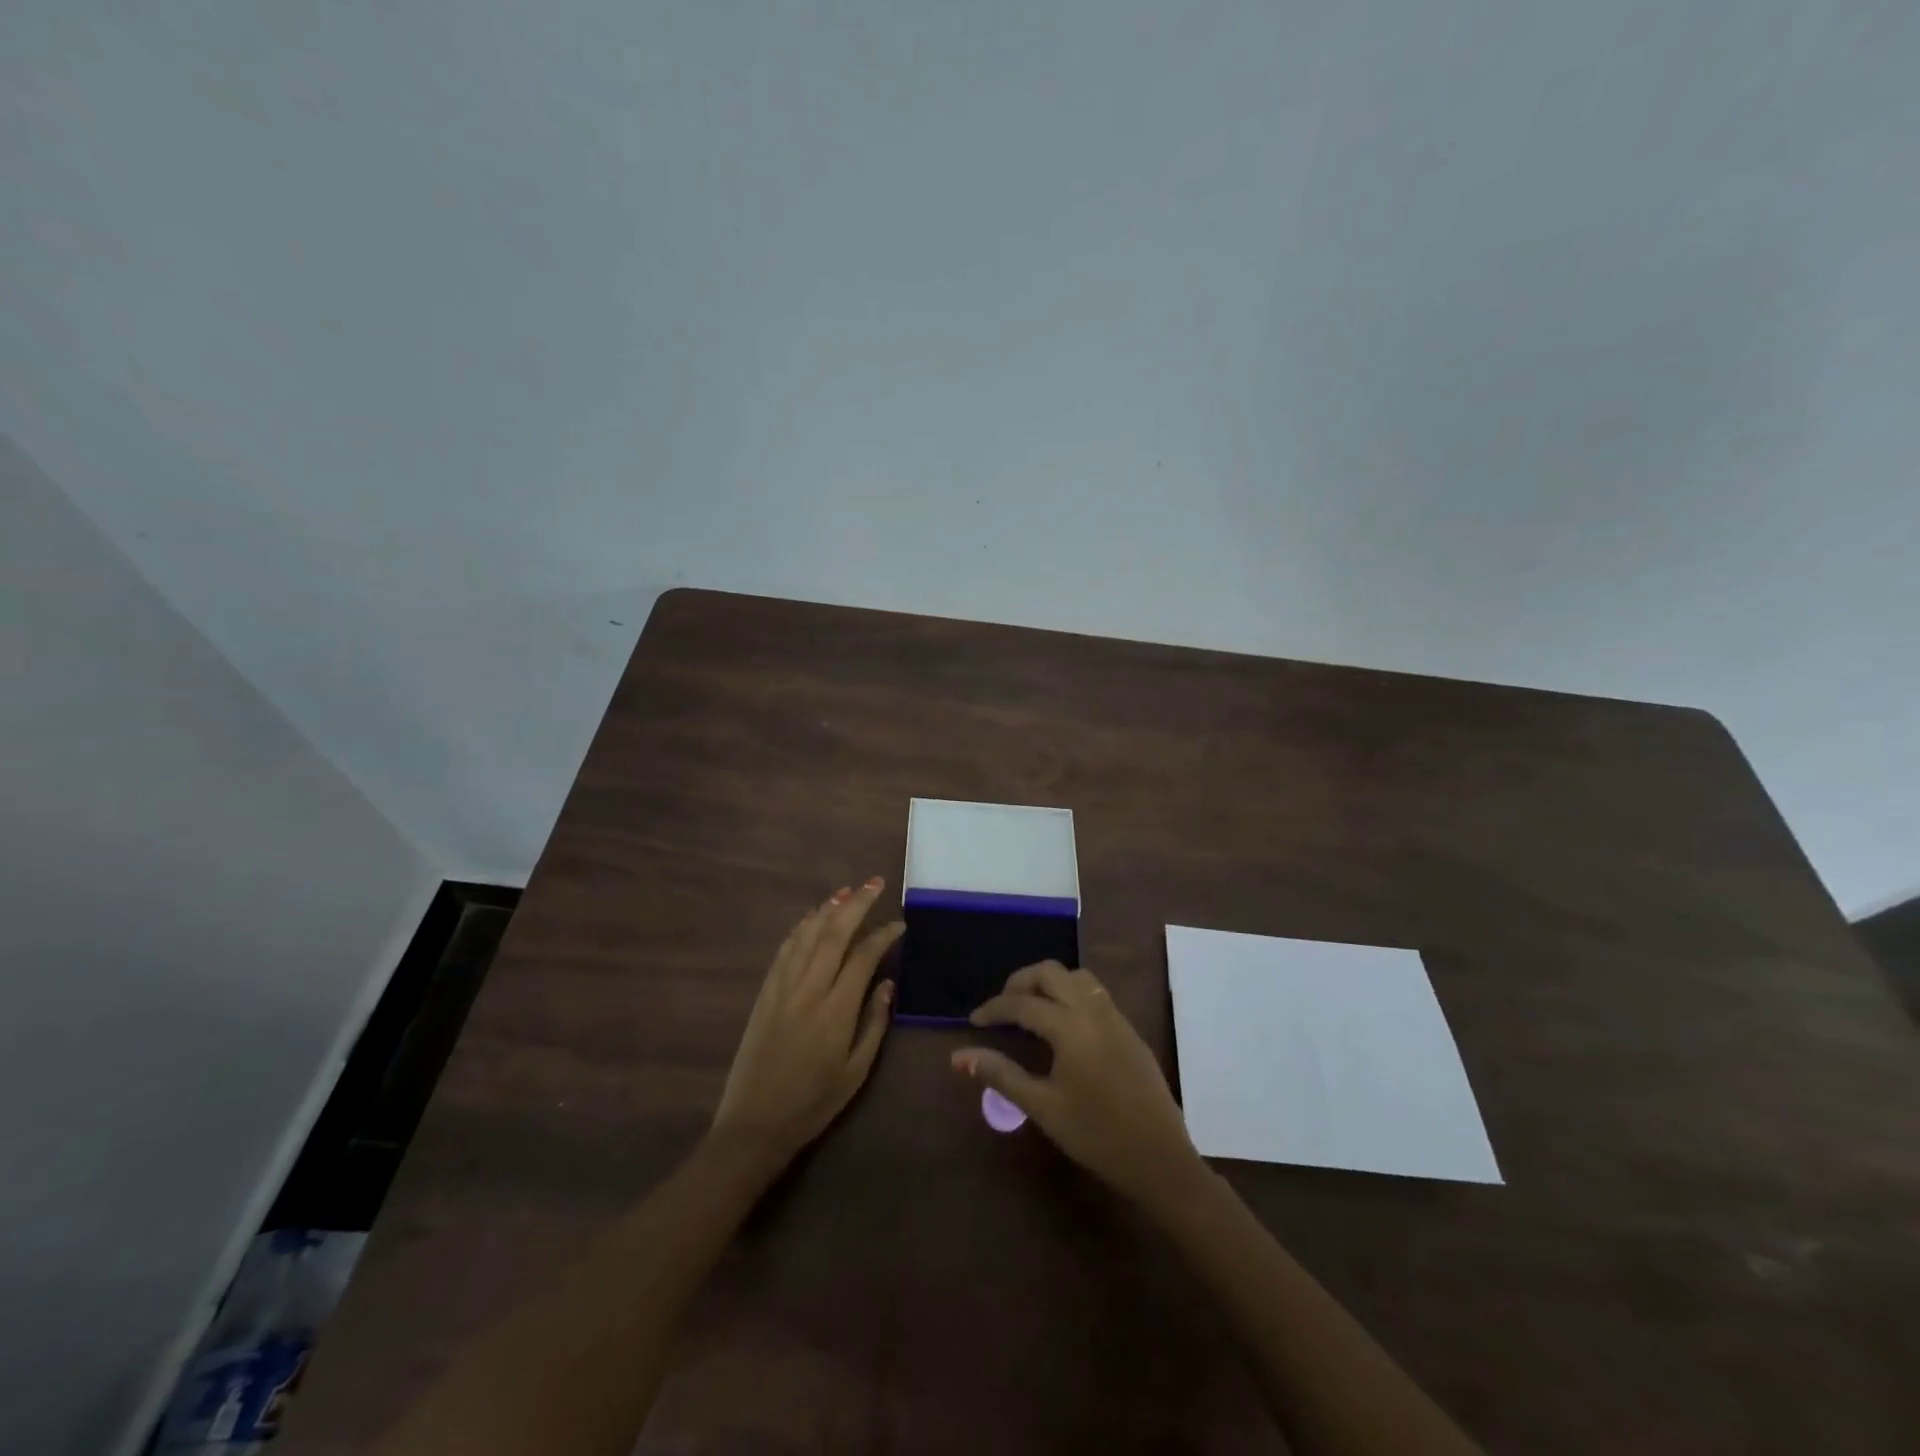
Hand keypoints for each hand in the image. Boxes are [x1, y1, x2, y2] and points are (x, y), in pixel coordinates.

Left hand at [711, 879, 903, 1165]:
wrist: (755, 1123)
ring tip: (847, 891)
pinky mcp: (765, 993)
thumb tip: (886, 983)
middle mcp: (809, 988)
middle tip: (875, 884)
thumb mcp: (856, 1070)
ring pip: (807, 934)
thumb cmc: (813, 1102)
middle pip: (834, 932)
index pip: (863, 956)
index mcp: (836, 1009)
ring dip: (828, 909)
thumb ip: (874, 1023)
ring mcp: (782, 987)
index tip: (899, 925)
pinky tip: (812, 918)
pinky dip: (801, 928)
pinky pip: (784, 950)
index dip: (883, 935)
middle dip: (857, 904)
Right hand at [954, 960, 1205, 1208]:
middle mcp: (1093, 1010)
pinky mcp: (1129, 1029)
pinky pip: (1094, 993)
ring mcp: (1115, 1017)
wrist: (1160, 1159)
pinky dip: (1070, 993)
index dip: (994, 1008)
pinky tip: (1062, 1024)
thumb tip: (959, 1056)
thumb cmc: (1096, 1136)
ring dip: (1049, 983)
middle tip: (1002, 1008)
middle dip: (1020, 982)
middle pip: (1050, 972)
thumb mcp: (1042, 1107)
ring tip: (1030, 1009)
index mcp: (1070, 1026)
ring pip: (1076, 977)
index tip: (973, 1021)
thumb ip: (1001, 1075)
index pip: (1022, 1003)